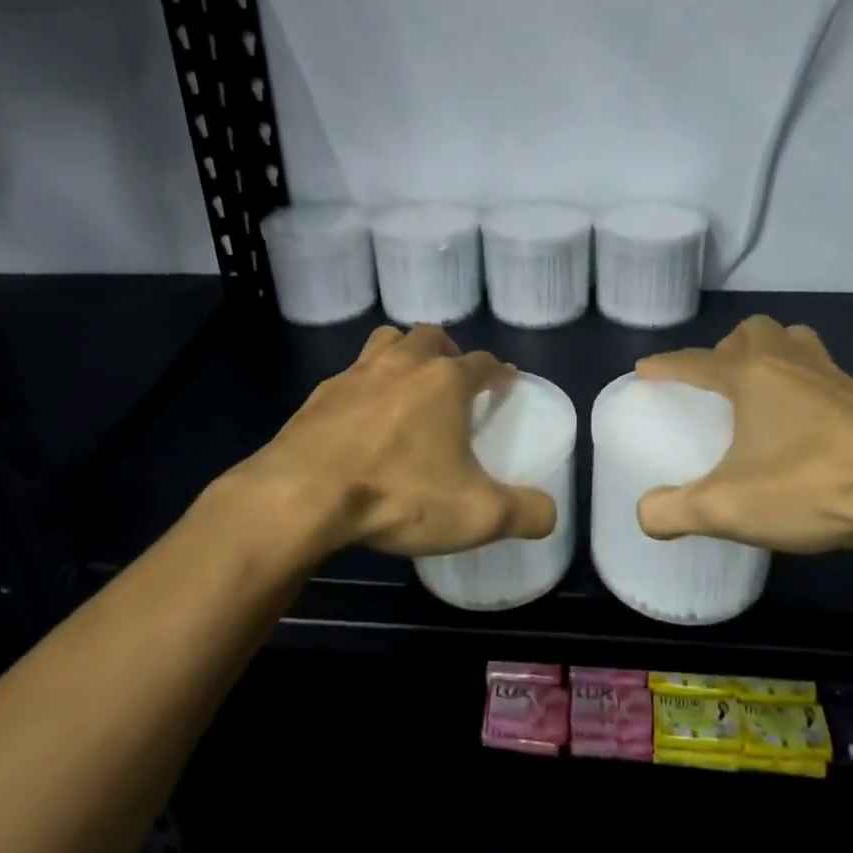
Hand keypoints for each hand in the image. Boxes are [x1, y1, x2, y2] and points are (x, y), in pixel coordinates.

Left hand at [219, 324, 556, 559]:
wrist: (303, 496)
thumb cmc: (398, 494)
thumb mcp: (476, 515)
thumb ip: (524, 512)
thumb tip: (549, 513)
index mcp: (445, 382)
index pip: (483, 362)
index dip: (498, 371)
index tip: (504, 383)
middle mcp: (403, 365)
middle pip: (431, 337)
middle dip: (448, 351)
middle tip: (453, 378)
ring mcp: (356, 374)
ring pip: (386, 342)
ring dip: (403, 354)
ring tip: (408, 384)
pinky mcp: (319, 395)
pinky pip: (350, 376)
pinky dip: (364, 387)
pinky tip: (360, 418)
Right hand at [635, 315, 852, 554]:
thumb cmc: (813, 485)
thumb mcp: (729, 509)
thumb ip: (675, 512)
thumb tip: (644, 516)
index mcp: (750, 375)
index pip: (695, 361)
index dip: (666, 365)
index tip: (644, 370)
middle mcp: (790, 363)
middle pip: (752, 331)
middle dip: (726, 349)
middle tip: (717, 385)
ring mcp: (834, 377)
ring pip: (794, 341)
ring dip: (770, 354)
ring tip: (761, 391)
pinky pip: (823, 371)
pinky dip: (804, 382)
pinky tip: (806, 424)